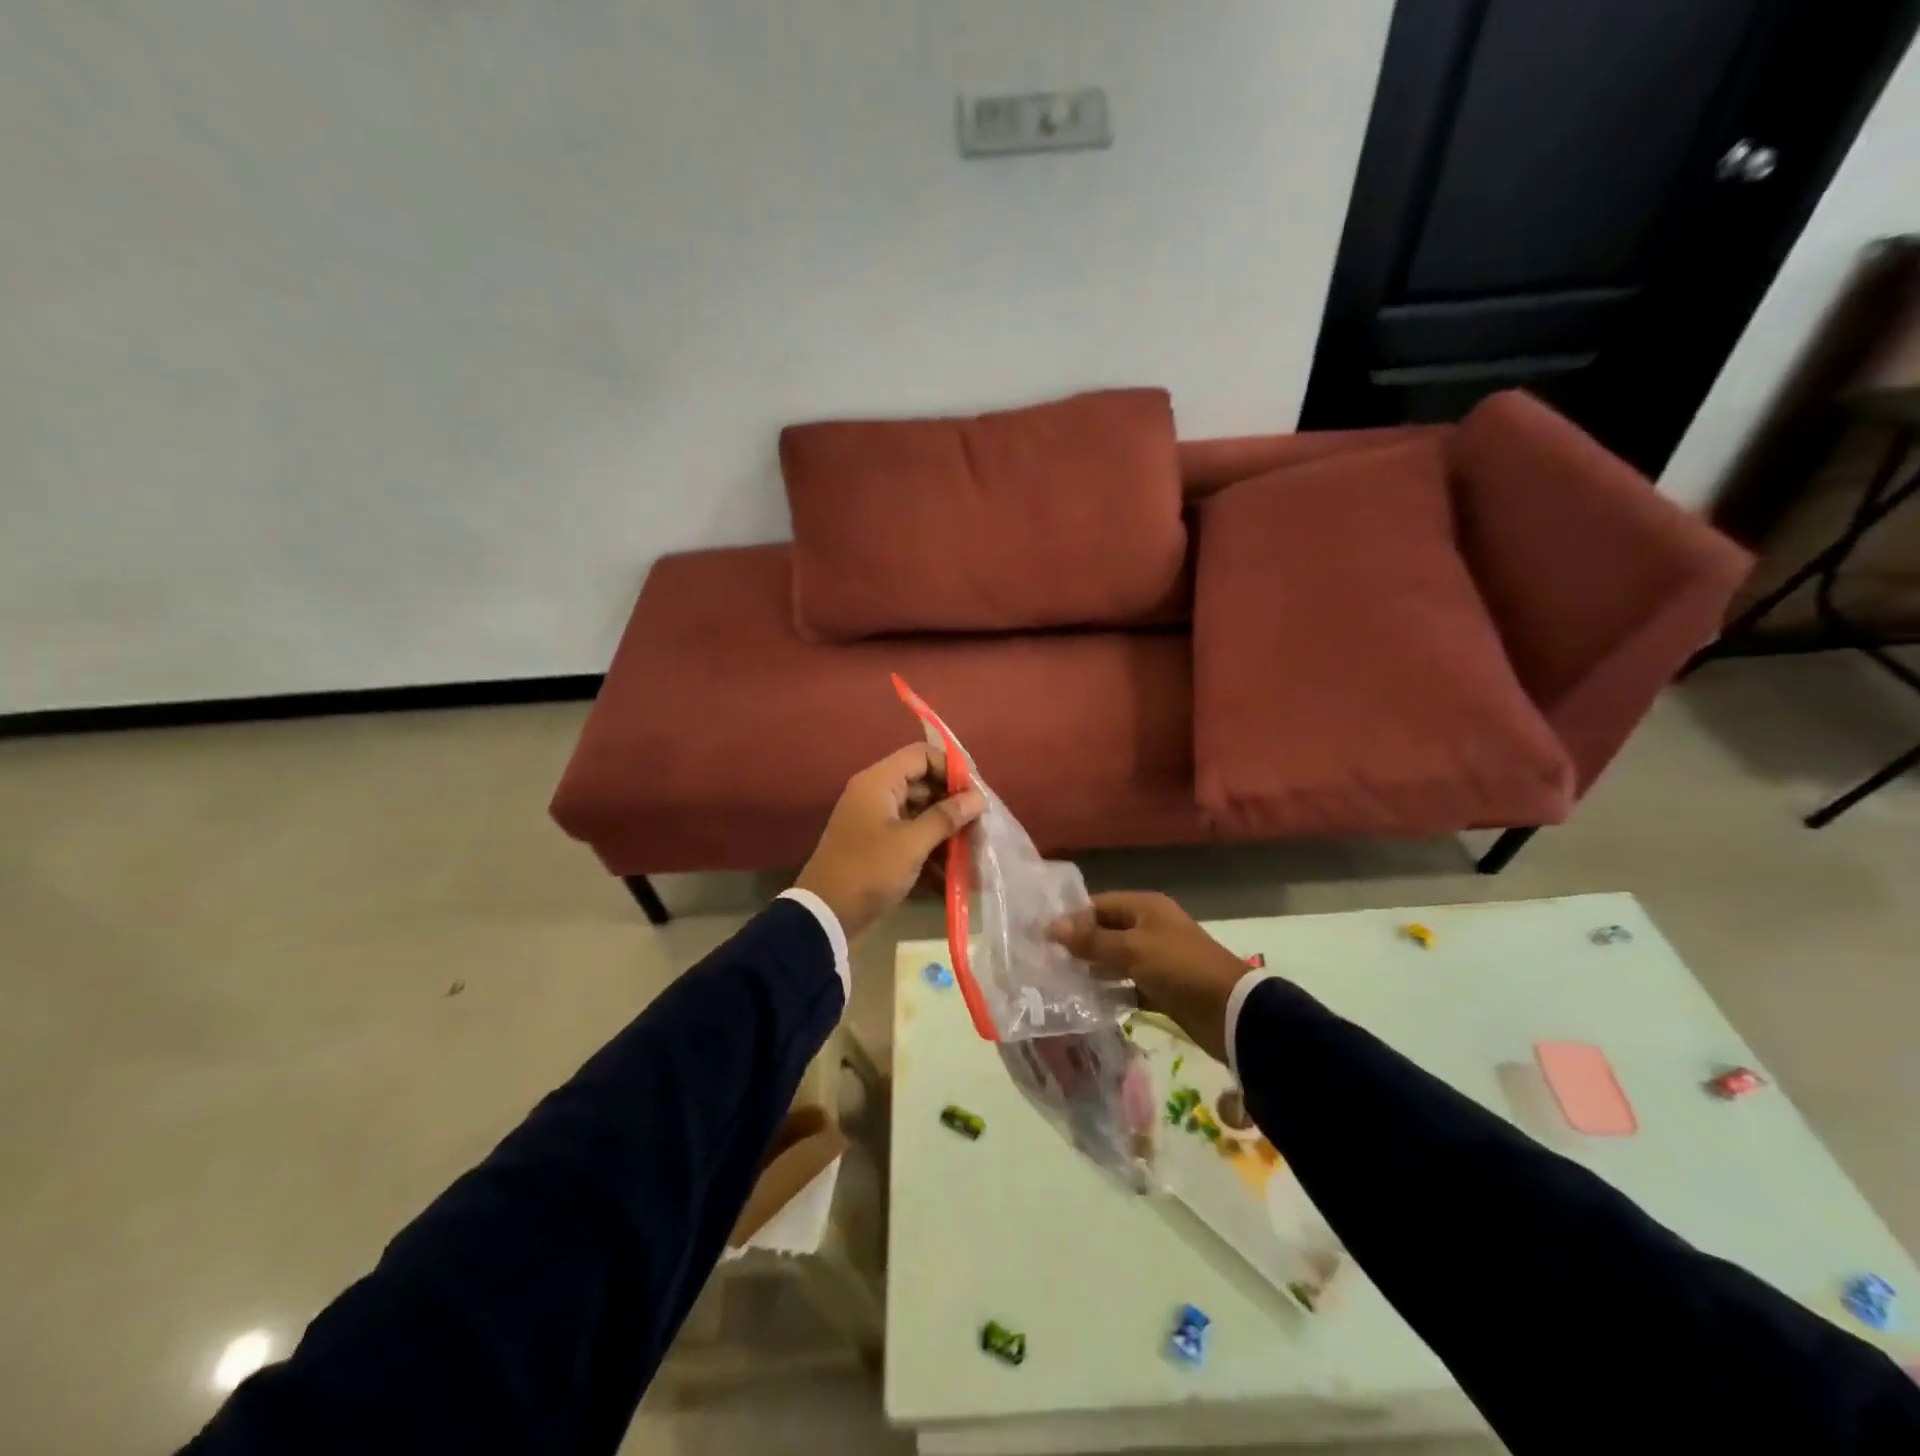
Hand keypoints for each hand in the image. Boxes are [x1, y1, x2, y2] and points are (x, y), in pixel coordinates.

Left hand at [794, 744, 985, 941]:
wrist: (825, 915)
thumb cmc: (868, 870)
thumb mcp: (911, 844)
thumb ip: (946, 817)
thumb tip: (978, 798)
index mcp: (879, 782)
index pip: (922, 756)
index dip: (952, 768)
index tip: (976, 794)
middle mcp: (877, 794)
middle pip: (924, 784)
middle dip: (954, 804)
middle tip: (981, 825)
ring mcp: (878, 820)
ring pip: (921, 812)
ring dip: (947, 829)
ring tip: (974, 850)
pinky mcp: (880, 845)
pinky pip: (913, 835)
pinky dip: (933, 848)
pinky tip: (956, 870)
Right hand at [1049, 892, 1250, 1064]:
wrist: (1230, 1011)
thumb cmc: (1178, 967)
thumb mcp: (1132, 950)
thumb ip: (1092, 940)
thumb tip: (1052, 927)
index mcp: (1145, 907)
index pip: (1098, 905)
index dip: (1072, 919)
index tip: (1043, 937)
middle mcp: (1150, 927)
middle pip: (1106, 931)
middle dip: (1079, 946)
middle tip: (1046, 962)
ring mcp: (1156, 958)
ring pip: (1115, 959)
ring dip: (1092, 969)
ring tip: (1060, 983)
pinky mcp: (1161, 987)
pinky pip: (1128, 984)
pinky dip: (1111, 991)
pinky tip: (1087, 1002)